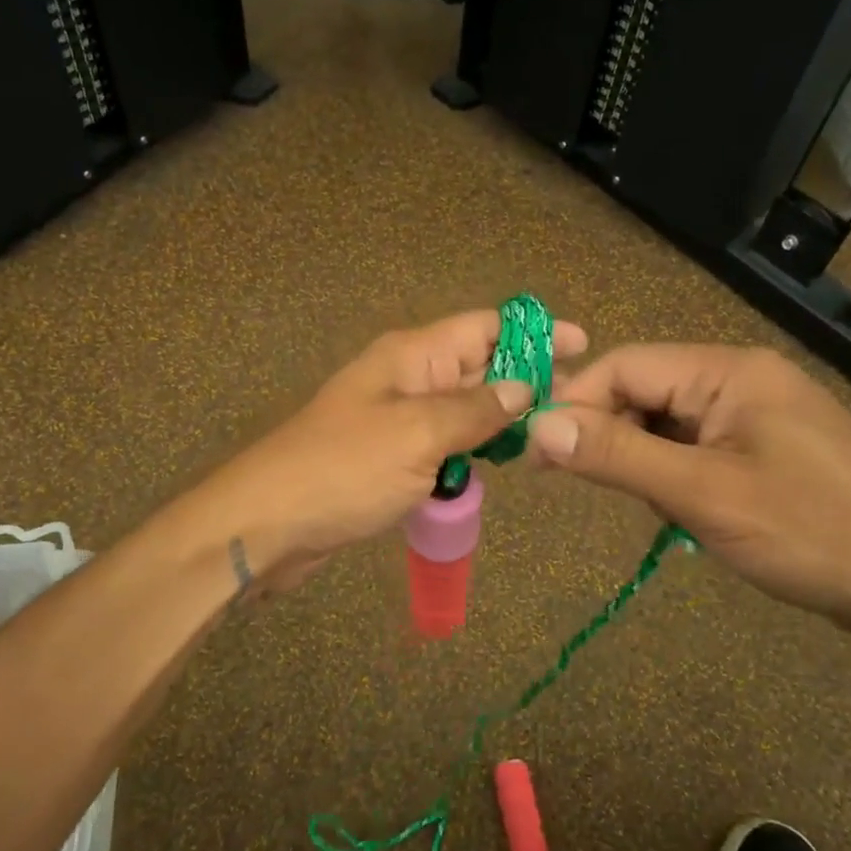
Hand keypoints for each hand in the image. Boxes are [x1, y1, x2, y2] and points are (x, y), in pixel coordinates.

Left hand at [203, 310, 587, 589]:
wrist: (267, 523)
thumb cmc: (344, 469)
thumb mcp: (418, 434)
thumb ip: (476, 410)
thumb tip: (526, 388)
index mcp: (411, 356)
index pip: (484, 327)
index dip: (534, 331)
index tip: (583, 344)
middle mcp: (406, 378)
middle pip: (476, 365)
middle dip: (524, 378)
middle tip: (577, 402)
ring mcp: (396, 419)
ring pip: (461, 409)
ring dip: (498, 419)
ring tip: (546, 435)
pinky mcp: (389, 458)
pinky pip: (442, 443)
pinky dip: (469, 450)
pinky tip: (495, 466)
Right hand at [526, 344, 850, 642]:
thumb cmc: (811, 533)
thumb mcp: (703, 494)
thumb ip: (618, 455)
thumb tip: (538, 426)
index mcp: (729, 371)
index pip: (625, 366)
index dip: (575, 404)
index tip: (539, 455)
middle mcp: (741, 378)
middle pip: (645, 391)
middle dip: (613, 437)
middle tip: (595, 489)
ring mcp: (758, 413)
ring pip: (667, 423)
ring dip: (646, 462)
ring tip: (662, 510)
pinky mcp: (767, 447)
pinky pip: (697, 447)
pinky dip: (676, 476)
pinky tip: (688, 514)